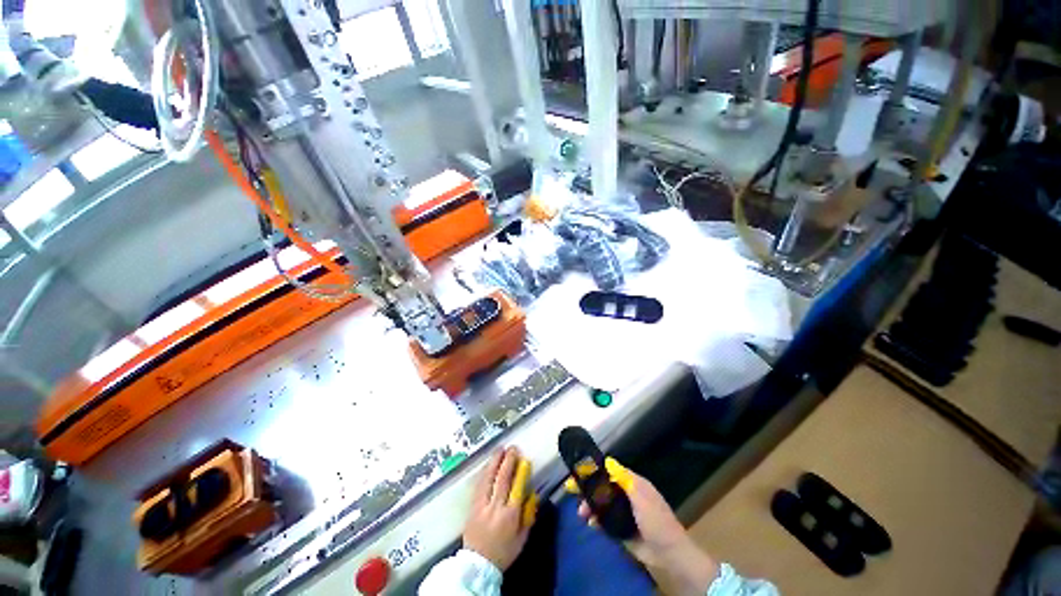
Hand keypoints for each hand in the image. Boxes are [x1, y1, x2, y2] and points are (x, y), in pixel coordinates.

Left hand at [462, 447, 534, 570]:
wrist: (477, 565)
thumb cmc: (503, 552)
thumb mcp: (522, 538)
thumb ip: (529, 515)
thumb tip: (533, 494)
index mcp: (510, 516)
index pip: (517, 488)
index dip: (521, 472)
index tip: (525, 459)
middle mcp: (495, 508)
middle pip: (502, 479)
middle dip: (508, 461)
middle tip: (512, 448)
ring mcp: (481, 506)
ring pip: (488, 478)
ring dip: (495, 462)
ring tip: (500, 449)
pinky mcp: (472, 506)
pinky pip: (479, 485)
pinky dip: (484, 472)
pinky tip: (488, 464)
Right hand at [575, 458, 717, 594]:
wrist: (668, 555)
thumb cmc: (657, 521)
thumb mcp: (641, 497)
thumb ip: (625, 480)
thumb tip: (608, 461)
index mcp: (633, 483)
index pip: (611, 471)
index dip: (596, 470)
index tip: (580, 472)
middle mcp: (627, 495)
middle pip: (604, 487)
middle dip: (589, 490)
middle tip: (574, 493)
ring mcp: (624, 512)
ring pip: (602, 504)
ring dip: (590, 506)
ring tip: (582, 514)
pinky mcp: (621, 528)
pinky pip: (604, 520)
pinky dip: (596, 520)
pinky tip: (590, 523)